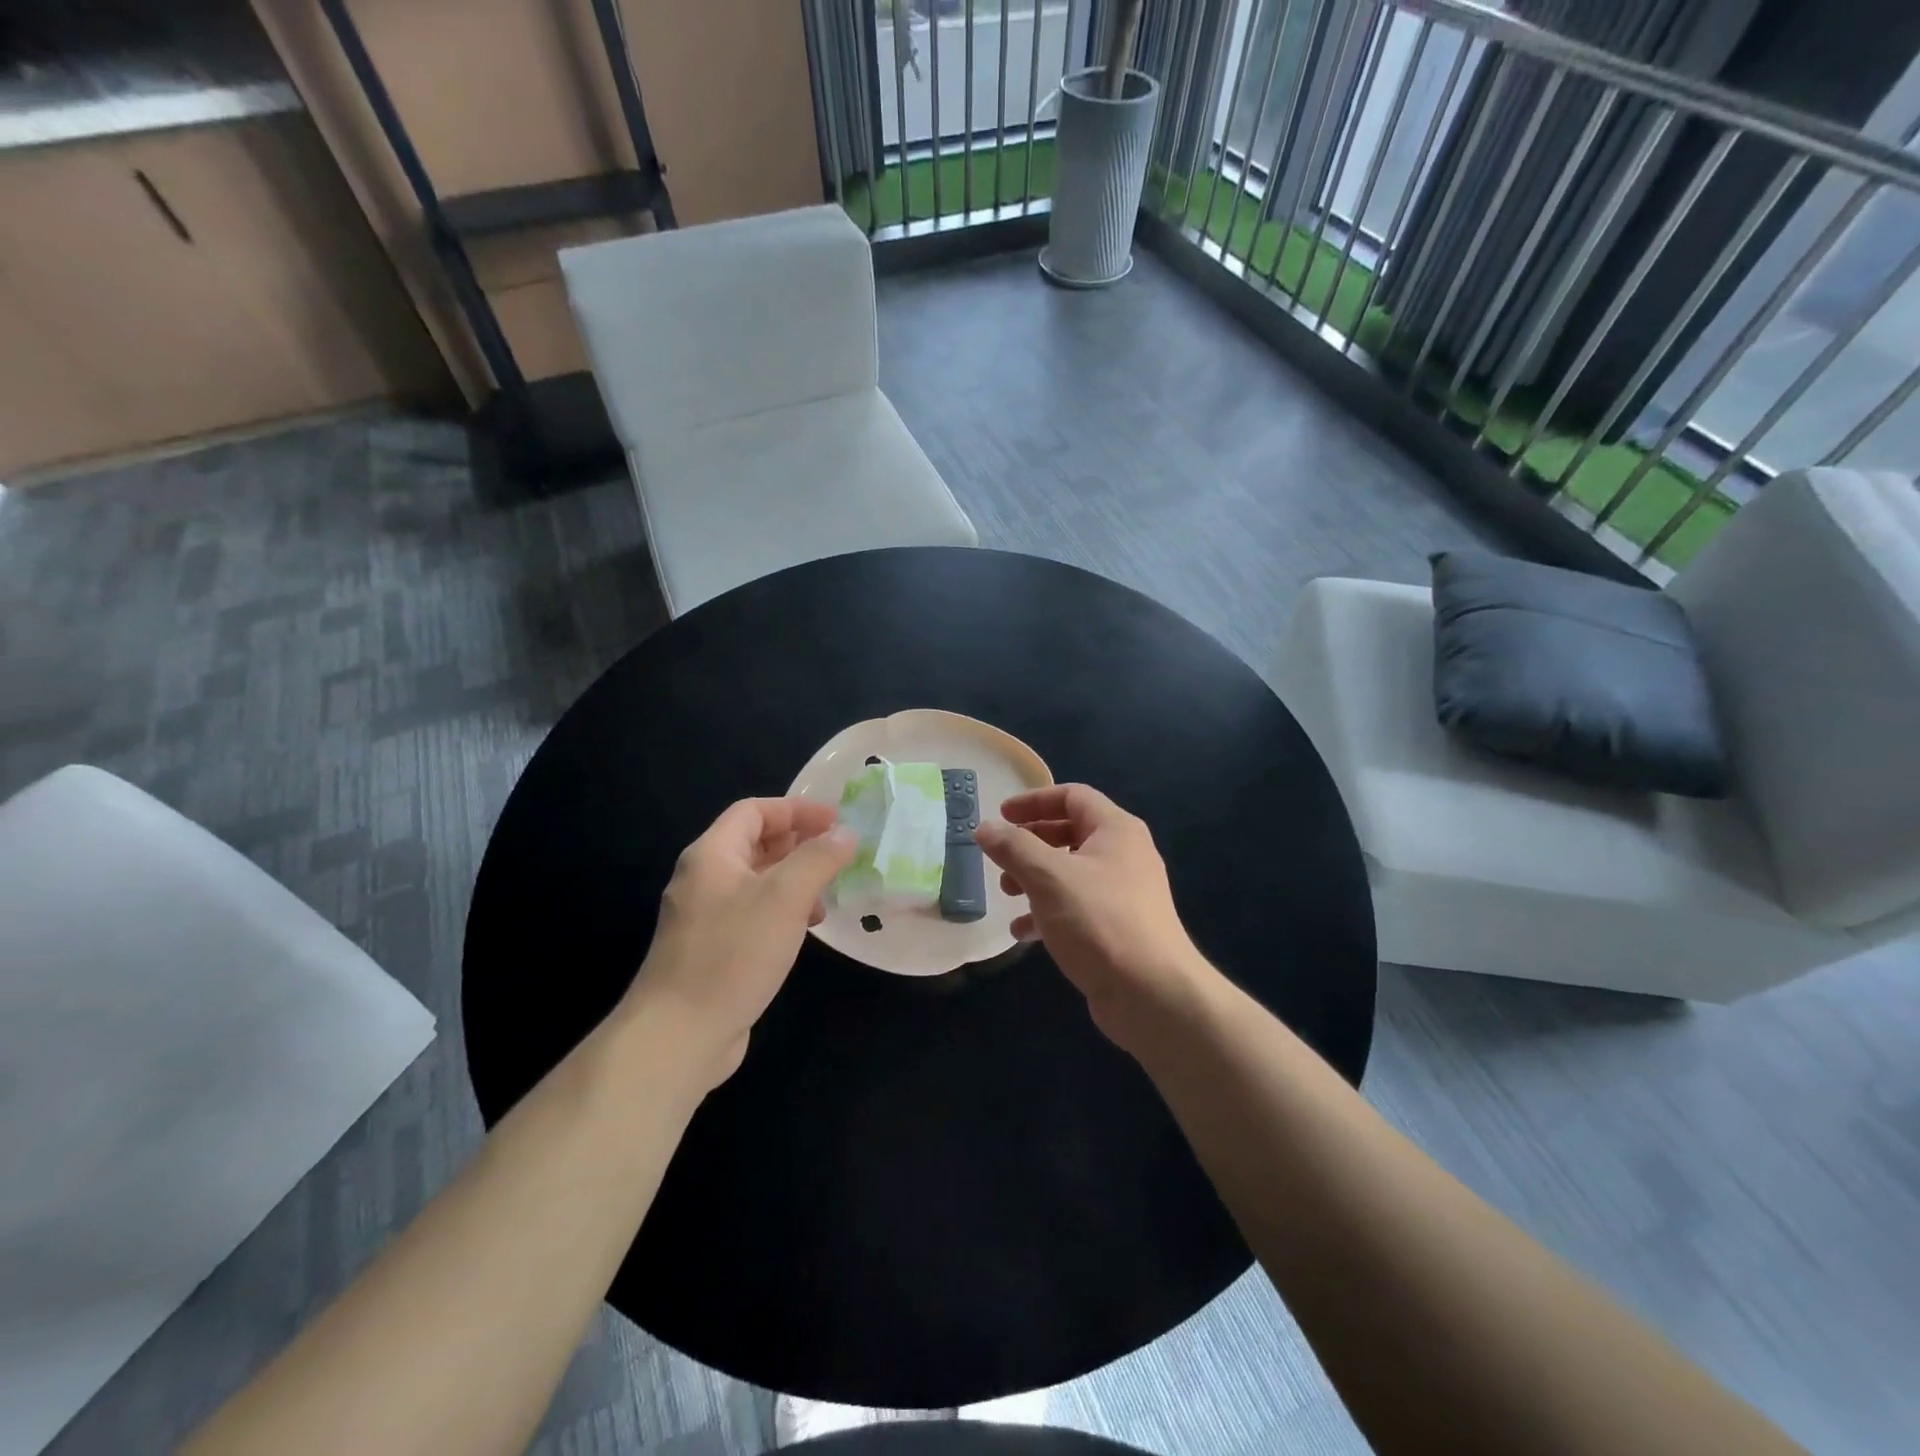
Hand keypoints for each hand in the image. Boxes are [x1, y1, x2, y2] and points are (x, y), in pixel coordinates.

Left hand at [629, 797, 855, 1089]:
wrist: (680, 1035)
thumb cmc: (733, 953)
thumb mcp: (785, 897)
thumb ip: (818, 859)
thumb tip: (846, 833)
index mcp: (712, 855)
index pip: (754, 811)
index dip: (796, 810)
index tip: (836, 821)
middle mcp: (704, 879)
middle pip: (755, 843)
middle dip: (799, 843)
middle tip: (839, 854)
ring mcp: (706, 917)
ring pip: (757, 881)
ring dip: (795, 879)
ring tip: (828, 893)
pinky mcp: (713, 950)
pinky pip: (753, 913)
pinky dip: (783, 910)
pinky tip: (805, 928)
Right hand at [976, 784, 1209, 1052]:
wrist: (1152, 994)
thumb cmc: (1099, 921)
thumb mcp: (1048, 877)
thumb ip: (1013, 847)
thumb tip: (985, 827)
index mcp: (1116, 830)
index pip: (1072, 796)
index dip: (1034, 801)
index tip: (1000, 815)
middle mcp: (1124, 855)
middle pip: (1070, 833)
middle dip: (1030, 843)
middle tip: (1000, 857)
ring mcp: (1124, 893)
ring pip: (1071, 872)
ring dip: (1035, 878)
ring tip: (1007, 893)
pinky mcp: (1118, 928)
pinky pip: (1077, 907)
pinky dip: (1048, 912)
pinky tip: (1022, 933)